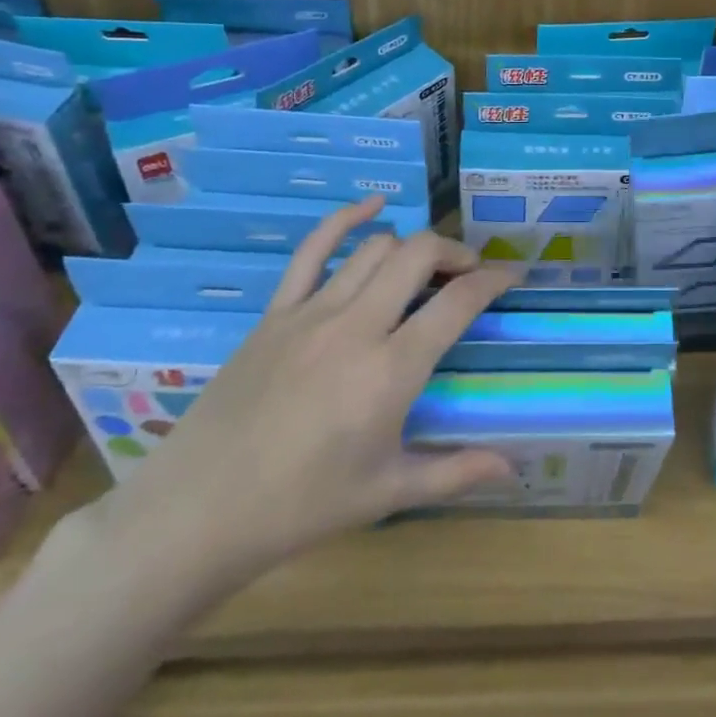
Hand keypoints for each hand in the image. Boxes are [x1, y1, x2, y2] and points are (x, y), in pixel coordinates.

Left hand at [90, 199, 516, 603]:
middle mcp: (357, 326)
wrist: (200, 510)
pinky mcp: (276, 311)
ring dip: (411, 247)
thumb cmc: (302, 506)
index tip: (513, 275)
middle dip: (455, 253)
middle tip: (470, 273)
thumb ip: (456, 471)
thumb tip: (515, 469)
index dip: (494, 280)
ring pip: (374, 248)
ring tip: (426, 266)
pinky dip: (345, 219)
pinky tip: (371, 207)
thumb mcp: (388, 492)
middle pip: (418, 255)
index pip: (458, 302)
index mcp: (391, 370)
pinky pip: (313, 249)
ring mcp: (312, 312)